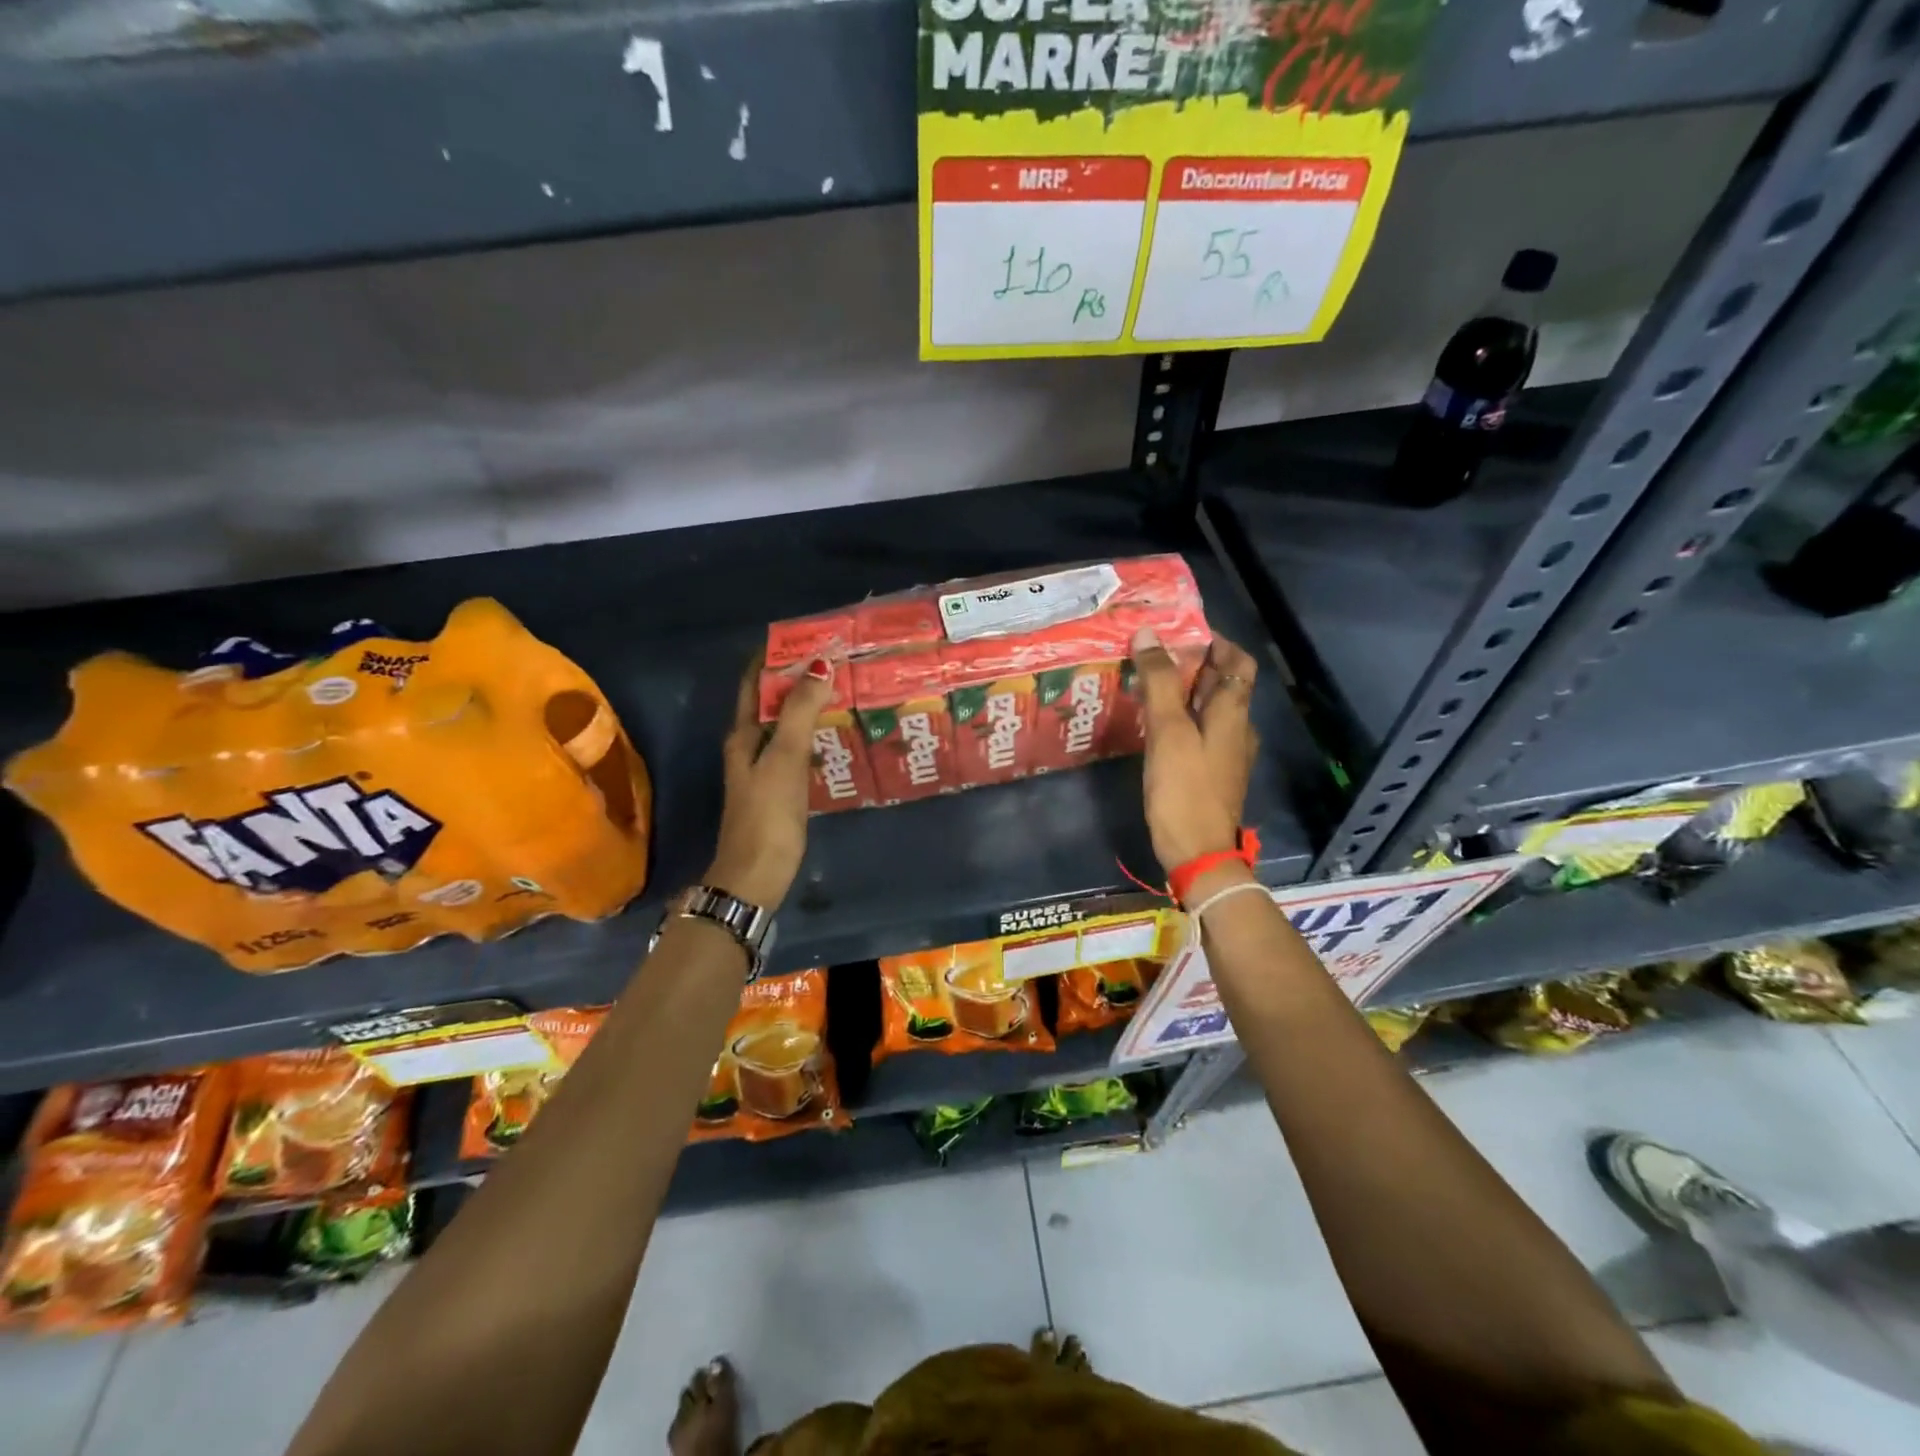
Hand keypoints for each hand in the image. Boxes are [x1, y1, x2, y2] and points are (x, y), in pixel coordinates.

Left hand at [705, 655, 832, 907]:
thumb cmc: (768, 814)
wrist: (756, 876)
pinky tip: (837, 735)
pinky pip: (798, 749)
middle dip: (798, 678)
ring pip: (786, 725)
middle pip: (772, 701)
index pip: (755, 682)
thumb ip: (800, 712)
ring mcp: (765, 770)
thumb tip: (820, 664)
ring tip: (843, 688)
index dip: (774, 655)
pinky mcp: (781, 790)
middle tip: (836, 660)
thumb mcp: (784, 758)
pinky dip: (815, 734)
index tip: (807, 635)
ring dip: (808, 705)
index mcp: (743, 734)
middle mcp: (750, 746)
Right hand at [1134, 628, 1258, 872]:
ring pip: (1208, 708)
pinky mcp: (1211, 772)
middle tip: (1151, 652)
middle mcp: (1236, 727)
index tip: (1178, 630)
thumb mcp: (1168, 732)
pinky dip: (1180, 716)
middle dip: (1191, 663)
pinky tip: (1151, 723)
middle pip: (1222, 683)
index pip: (1237, 661)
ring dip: (1182, 690)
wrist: (1198, 853)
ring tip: (1146, 681)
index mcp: (1233, 713)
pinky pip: (1198, 731)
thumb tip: (1147, 634)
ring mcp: (1226, 752)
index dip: (1214, 640)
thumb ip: (1159, 682)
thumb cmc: (1184, 789)